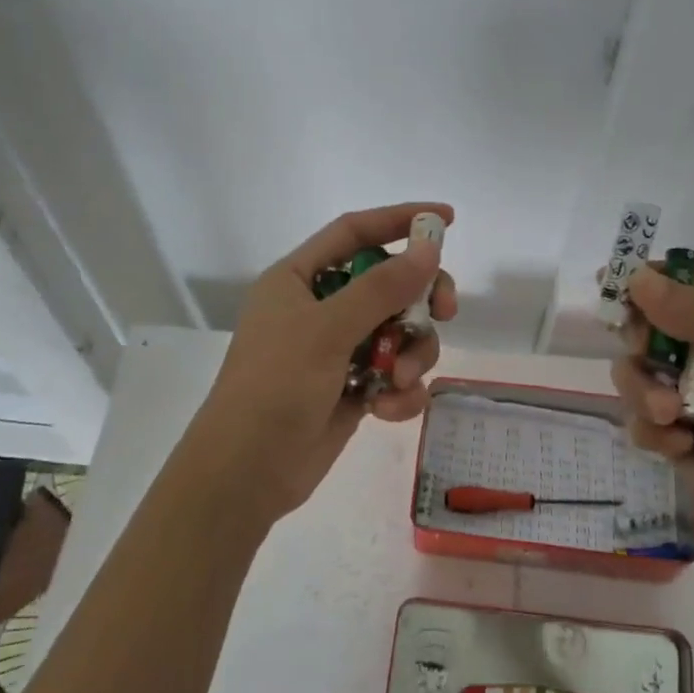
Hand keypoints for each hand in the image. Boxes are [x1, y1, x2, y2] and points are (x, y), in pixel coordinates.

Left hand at [183, 202, 457, 526]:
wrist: (247, 473)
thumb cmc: (275, 386)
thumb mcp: (328, 329)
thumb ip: (382, 287)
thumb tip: (430, 247)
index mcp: (300, 279)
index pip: (356, 232)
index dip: (401, 220)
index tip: (447, 220)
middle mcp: (320, 308)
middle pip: (388, 283)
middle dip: (419, 299)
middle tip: (446, 312)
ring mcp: (337, 350)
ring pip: (399, 333)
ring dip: (409, 355)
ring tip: (396, 381)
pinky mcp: (352, 389)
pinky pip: (393, 375)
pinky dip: (398, 390)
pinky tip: (386, 409)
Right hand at [609, 265, 693, 556]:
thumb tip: (638, 278)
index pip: (681, 285)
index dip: (645, 279)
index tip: (610, 282)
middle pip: (645, 328)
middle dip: (638, 341)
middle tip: (645, 353)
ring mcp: (687, 398)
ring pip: (634, 376)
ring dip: (643, 393)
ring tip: (671, 416)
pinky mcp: (674, 438)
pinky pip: (638, 422)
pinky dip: (652, 432)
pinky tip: (683, 447)